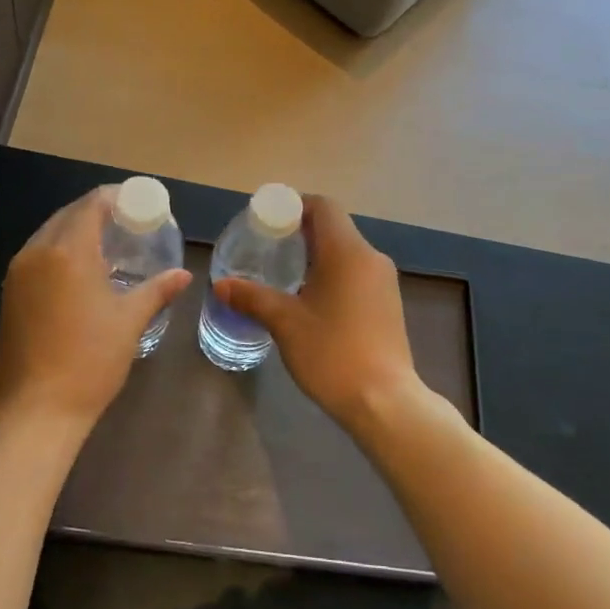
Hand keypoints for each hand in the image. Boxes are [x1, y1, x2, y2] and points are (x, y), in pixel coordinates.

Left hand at [0, 187, 190, 440]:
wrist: (35, 410)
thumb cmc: (89, 361)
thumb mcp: (130, 322)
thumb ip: (157, 290)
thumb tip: (183, 275)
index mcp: (68, 251)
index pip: (91, 205)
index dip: (115, 197)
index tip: (138, 202)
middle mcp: (37, 252)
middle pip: (68, 215)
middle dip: (96, 212)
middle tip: (127, 221)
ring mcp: (17, 273)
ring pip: (49, 234)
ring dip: (76, 230)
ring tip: (108, 243)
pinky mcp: (9, 294)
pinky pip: (37, 256)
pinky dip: (60, 251)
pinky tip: (81, 270)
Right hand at [213, 196, 422, 430]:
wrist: (385, 402)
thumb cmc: (332, 353)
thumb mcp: (285, 323)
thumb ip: (252, 297)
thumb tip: (221, 284)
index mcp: (348, 251)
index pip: (323, 207)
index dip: (294, 206)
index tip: (267, 222)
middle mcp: (371, 258)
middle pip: (334, 227)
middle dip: (300, 232)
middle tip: (267, 249)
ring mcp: (384, 281)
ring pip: (346, 252)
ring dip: (316, 255)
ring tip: (284, 275)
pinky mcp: (388, 303)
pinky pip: (356, 273)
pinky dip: (332, 274)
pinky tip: (311, 300)